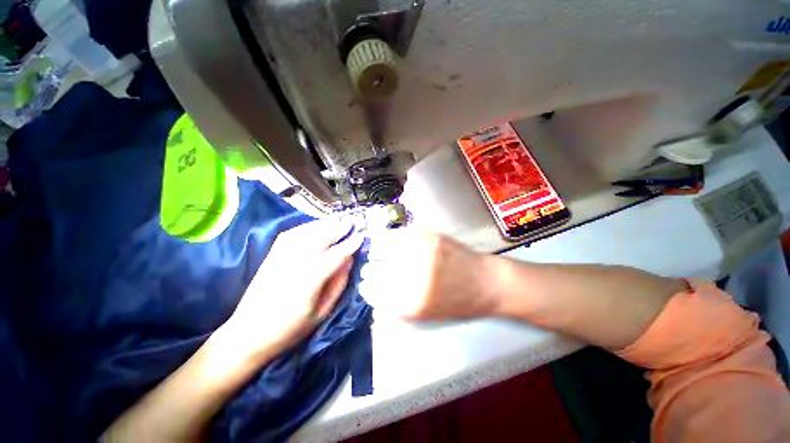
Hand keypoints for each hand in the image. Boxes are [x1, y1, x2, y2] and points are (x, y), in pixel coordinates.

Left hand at [219, 219, 362, 362]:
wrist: (248, 334)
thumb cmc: (290, 329)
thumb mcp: (322, 313)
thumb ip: (337, 284)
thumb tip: (349, 261)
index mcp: (308, 284)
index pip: (333, 257)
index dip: (349, 245)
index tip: (361, 237)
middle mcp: (293, 266)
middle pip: (319, 239)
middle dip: (337, 229)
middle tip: (351, 222)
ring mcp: (279, 259)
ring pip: (304, 233)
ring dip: (323, 225)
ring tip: (337, 222)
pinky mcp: (270, 257)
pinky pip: (290, 235)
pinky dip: (306, 227)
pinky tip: (316, 226)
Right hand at [360, 229, 496, 320]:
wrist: (487, 283)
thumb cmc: (458, 304)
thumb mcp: (425, 315)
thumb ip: (397, 306)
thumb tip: (375, 295)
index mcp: (410, 301)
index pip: (374, 292)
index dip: (366, 288)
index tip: (365, 285)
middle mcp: (412, 275)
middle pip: (376, 270)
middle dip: (369, 271)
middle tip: (368, 270)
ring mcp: (420, 251)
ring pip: (384, 248)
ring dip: (376, 252)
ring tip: (376, 253)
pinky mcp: (428, 236)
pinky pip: (399, 235)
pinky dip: (391, 238)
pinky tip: (390, 241)